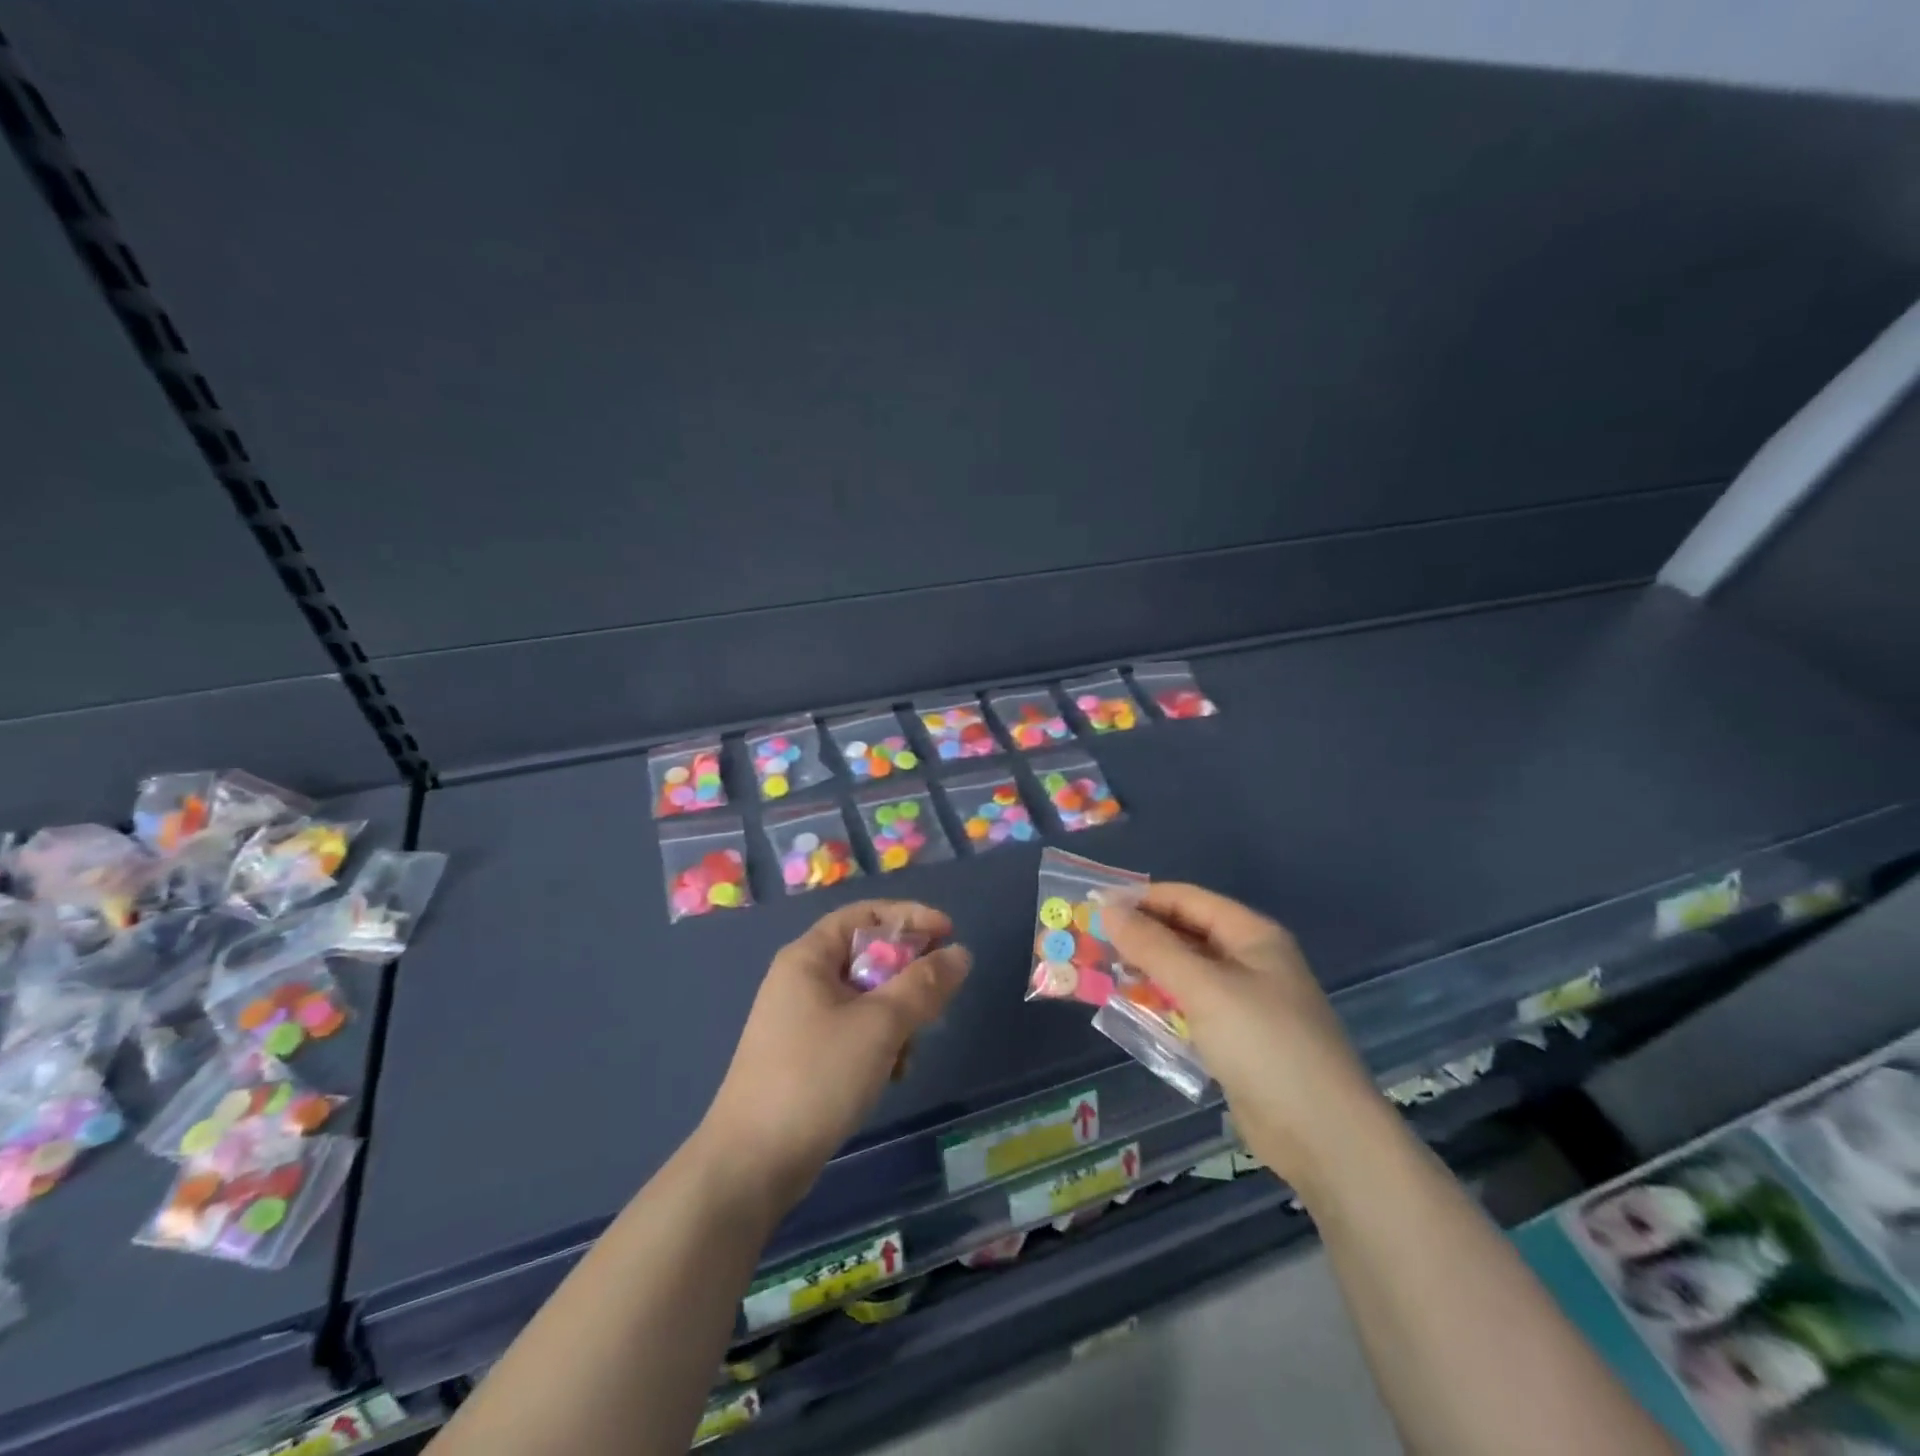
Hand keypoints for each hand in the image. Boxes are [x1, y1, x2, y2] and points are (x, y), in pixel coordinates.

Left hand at [699, 901, 970, 1212]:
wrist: (752, 1164)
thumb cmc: (816, 1077)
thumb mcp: (880, 1025)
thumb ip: (923, 985)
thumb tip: (960, 954)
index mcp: (809, 957)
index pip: (865, 914)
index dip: (910, 917)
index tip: (949, 934)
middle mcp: (802, 980)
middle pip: (867, 956)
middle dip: (907, 976)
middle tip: (937, 999)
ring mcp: (801, 1020)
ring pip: (866, 998)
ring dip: (897, 1017)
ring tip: (909, 1050)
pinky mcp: (806, 1056)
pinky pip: (854, 1031)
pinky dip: (879, 1044)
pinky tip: (892, 1075)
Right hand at [1103, 884, 1378, 1186]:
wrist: (1323, 1137)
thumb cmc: (1265, 1045)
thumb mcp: (1204, 987)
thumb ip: (1153, 946)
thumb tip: (1107, 908)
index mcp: (1252, 935)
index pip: (1188, 899)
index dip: (1142, 899)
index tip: (1095, 906)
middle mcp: (1249, 961)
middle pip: (1185, 934)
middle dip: (1140, 936)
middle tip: (1091, 942)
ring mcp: (1244, 1002)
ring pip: (1185, 973)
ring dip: (1146, 972)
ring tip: (1100, 973)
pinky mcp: (1236, 1040)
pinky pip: (1190, 1008)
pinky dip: (1161, 1004)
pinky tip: (1130, 1010)